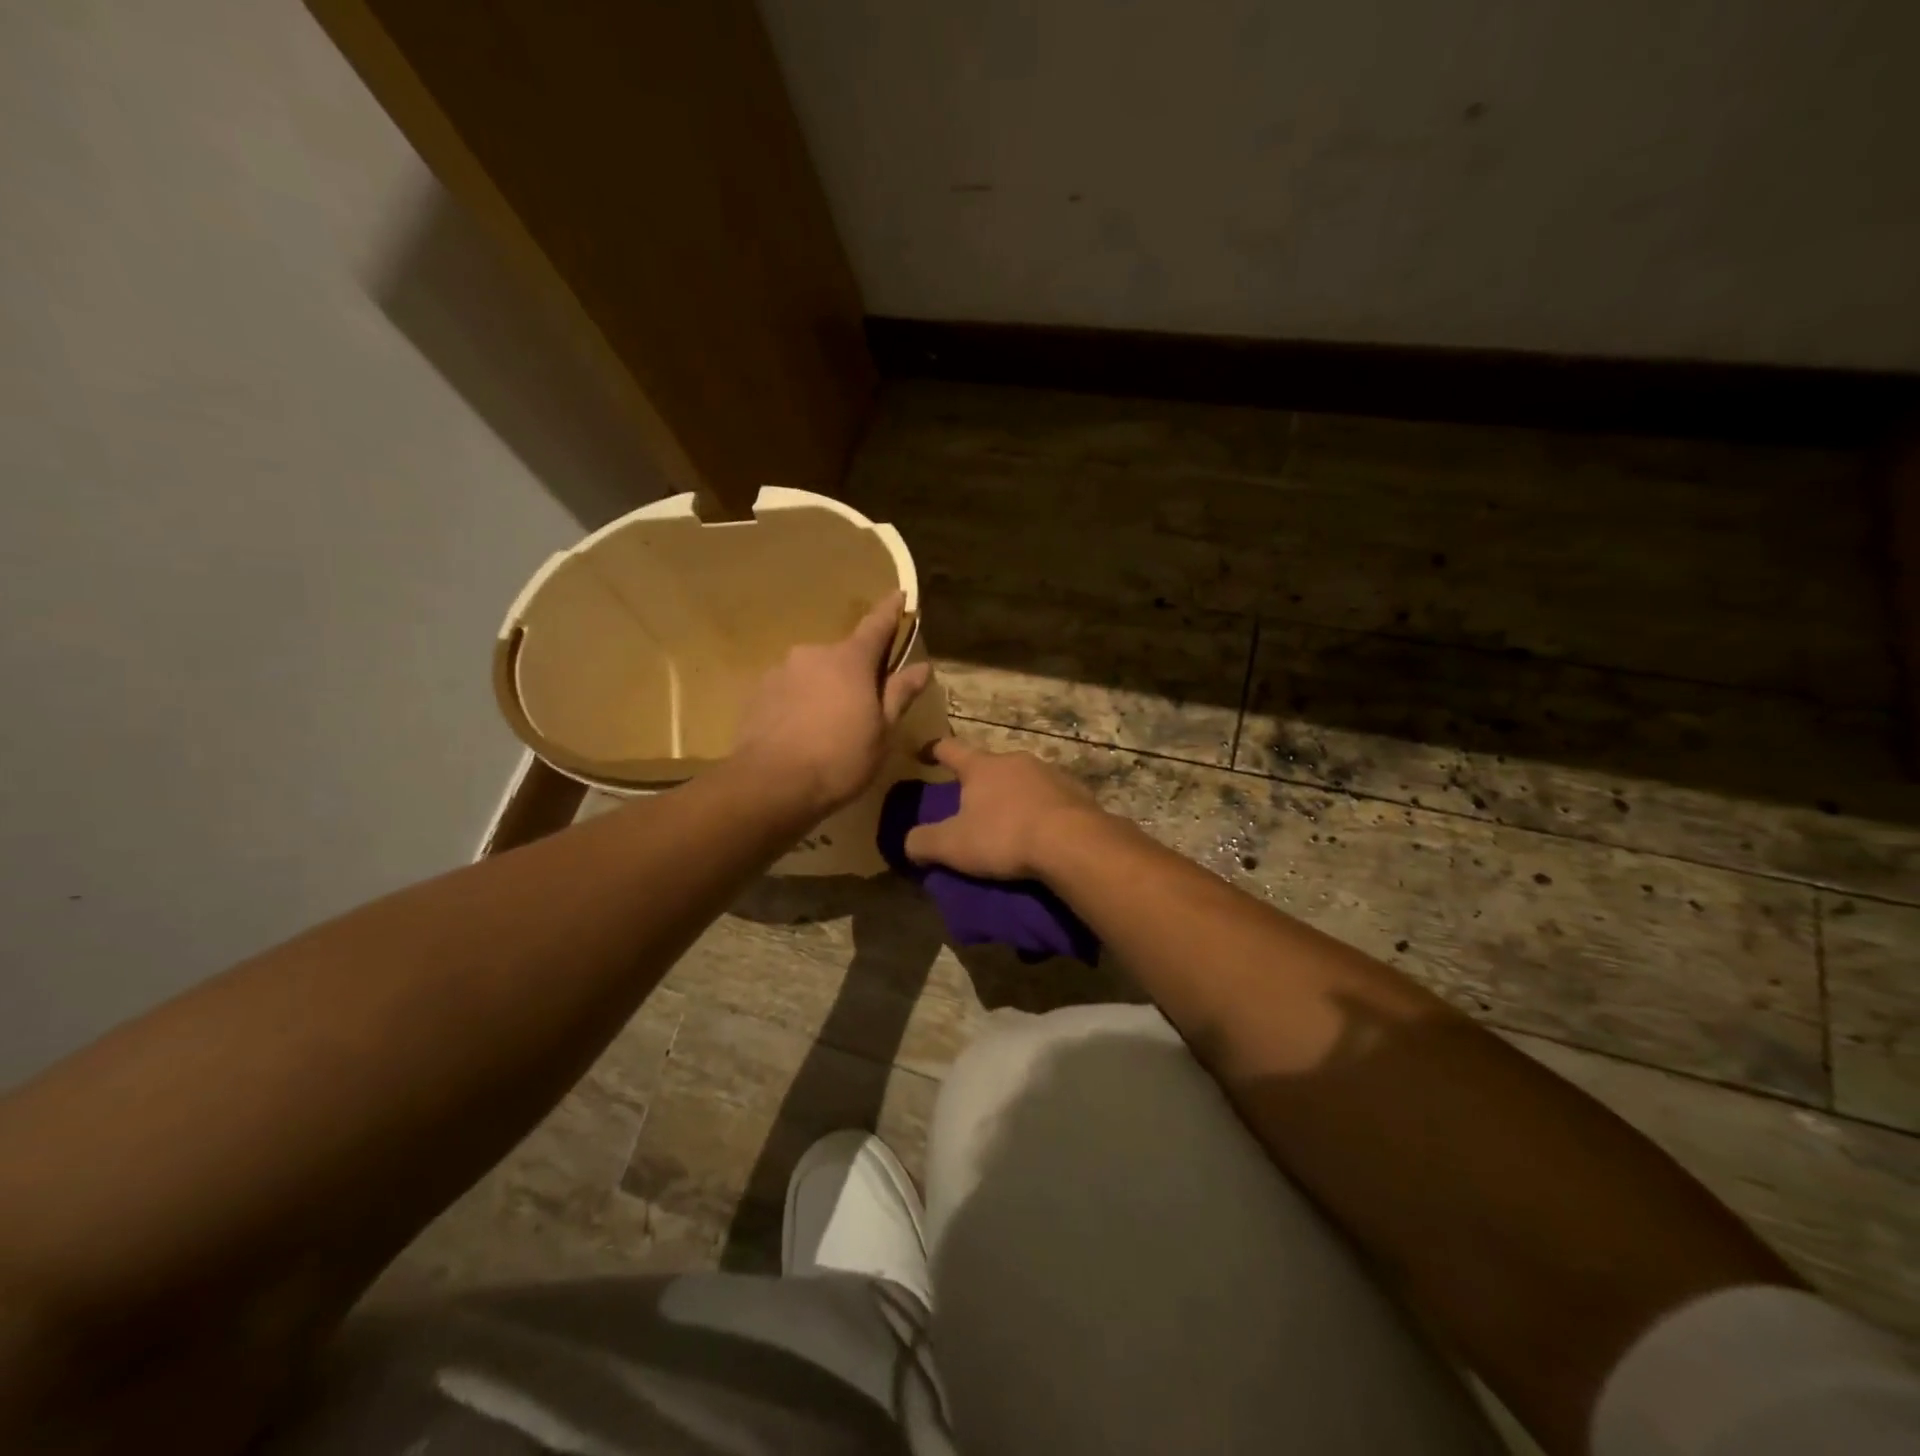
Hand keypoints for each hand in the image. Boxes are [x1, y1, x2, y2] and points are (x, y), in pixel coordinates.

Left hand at [731, 592, 931, 818]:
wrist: (771, 784)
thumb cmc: (840, 758)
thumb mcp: (882, 731)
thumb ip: (899, 694)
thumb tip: (922, 666)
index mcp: (850, 660)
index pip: (876, 625)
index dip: (890, 610)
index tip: (900, 595)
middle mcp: (813, 654)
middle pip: (843, 656)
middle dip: (855, 673)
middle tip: (864, 707)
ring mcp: (781, 671)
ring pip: (814, 674)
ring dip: (825, 690)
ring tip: (828, 728)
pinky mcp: (757, 693)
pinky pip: (789, 691)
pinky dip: (800, 704)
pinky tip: (802, 733)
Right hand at [903, 738, 1106, 879]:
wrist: (1073, 843)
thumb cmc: (1004, 836)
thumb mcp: (953, 845)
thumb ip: (923, 842)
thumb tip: (909, 843)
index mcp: (982, 766)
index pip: (950, 749)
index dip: (934, 749)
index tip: (923, 752)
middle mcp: (1016, 760)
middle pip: (990, 765)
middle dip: (979, 781)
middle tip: (970, 804)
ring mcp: (1050, 774)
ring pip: (1023, 780)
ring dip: (1012, 796)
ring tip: (1008, 822)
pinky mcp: (1076, 793)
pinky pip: (1050, 799)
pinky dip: (1040, 811)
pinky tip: (1040, 832)